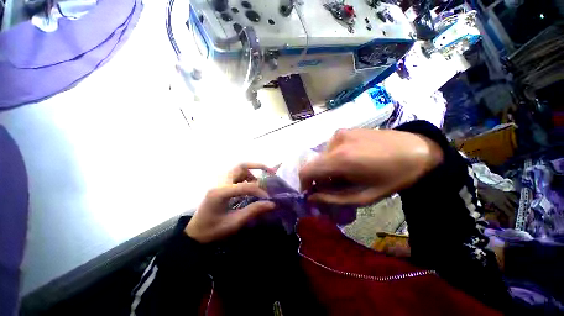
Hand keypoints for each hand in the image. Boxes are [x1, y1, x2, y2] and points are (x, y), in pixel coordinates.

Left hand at [186, 163, 275, 242]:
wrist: (195, 233)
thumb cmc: (212, 230)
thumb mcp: (234, 223)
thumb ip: (253, 211)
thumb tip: (271, 204)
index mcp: (220, 192)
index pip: (245, 185)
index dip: (259, 190)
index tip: (268, 198)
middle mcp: (220, 183)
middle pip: (241, 166)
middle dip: (258, 167)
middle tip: (270, 172)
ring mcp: (220, 182)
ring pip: (239, 169)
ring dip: (252, 173)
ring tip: (261, 184)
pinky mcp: (221, 184)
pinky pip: (237, 175)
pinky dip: (247, 177)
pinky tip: (251, 186)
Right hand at [299, 129, 442, 204]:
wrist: (417, 150)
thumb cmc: (393, 178)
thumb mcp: (363, 197)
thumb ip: (333, 198)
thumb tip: (312, 197)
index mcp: (340, 159)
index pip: (306, 171)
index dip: (305, 184)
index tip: (313, 193)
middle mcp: (335, 142)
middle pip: (314, 164)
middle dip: (319, 178)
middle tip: (334, 187)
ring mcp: (340, 133)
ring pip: (322, 157)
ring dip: (327, 168)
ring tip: (345, 175)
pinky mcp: (345, 130)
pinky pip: (330, 149)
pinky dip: (333, 159)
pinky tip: (350, 162)